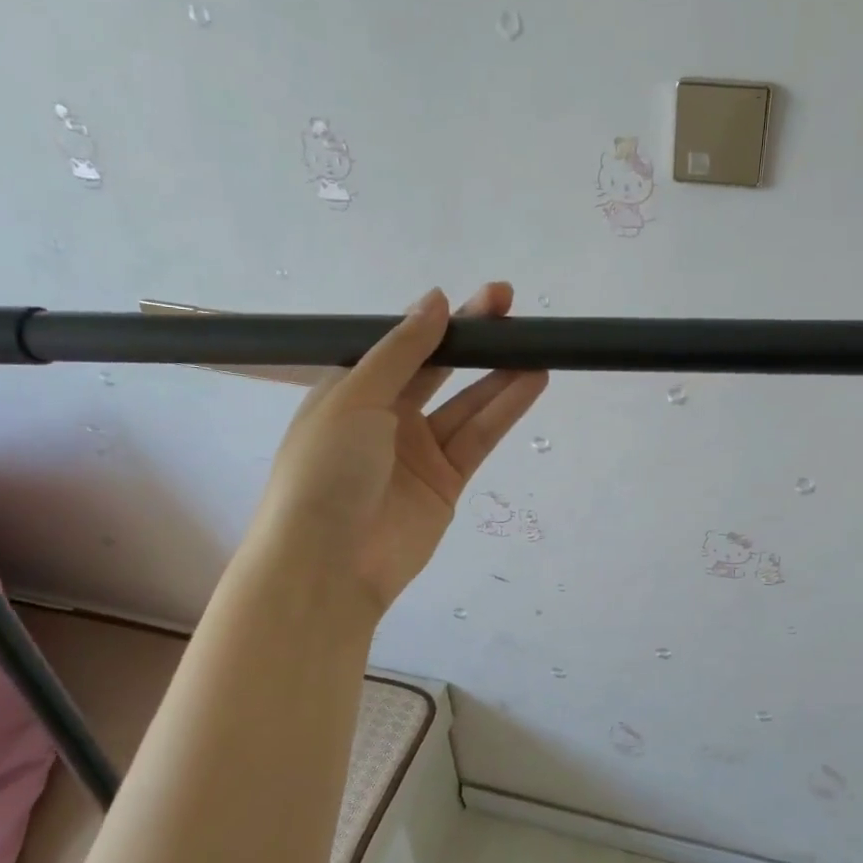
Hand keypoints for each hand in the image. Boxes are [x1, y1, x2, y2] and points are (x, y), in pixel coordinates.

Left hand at [252, 283, 546, 620]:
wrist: (328, 564)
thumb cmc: (326, 469)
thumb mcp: (355, 397)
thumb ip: (401, 351)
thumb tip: (435, 300)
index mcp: (352, 392)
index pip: (403, 346)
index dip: (440, 321)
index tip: (481, 299)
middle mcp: (386, 417)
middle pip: (438, 369)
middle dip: (473, 339)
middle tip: (511, 307)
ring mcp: (419, 452)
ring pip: (467, 404)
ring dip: (499, 374)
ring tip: (536, 345)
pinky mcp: (447, 483)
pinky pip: (479, 438)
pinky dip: (505, 410)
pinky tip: (531, 382)